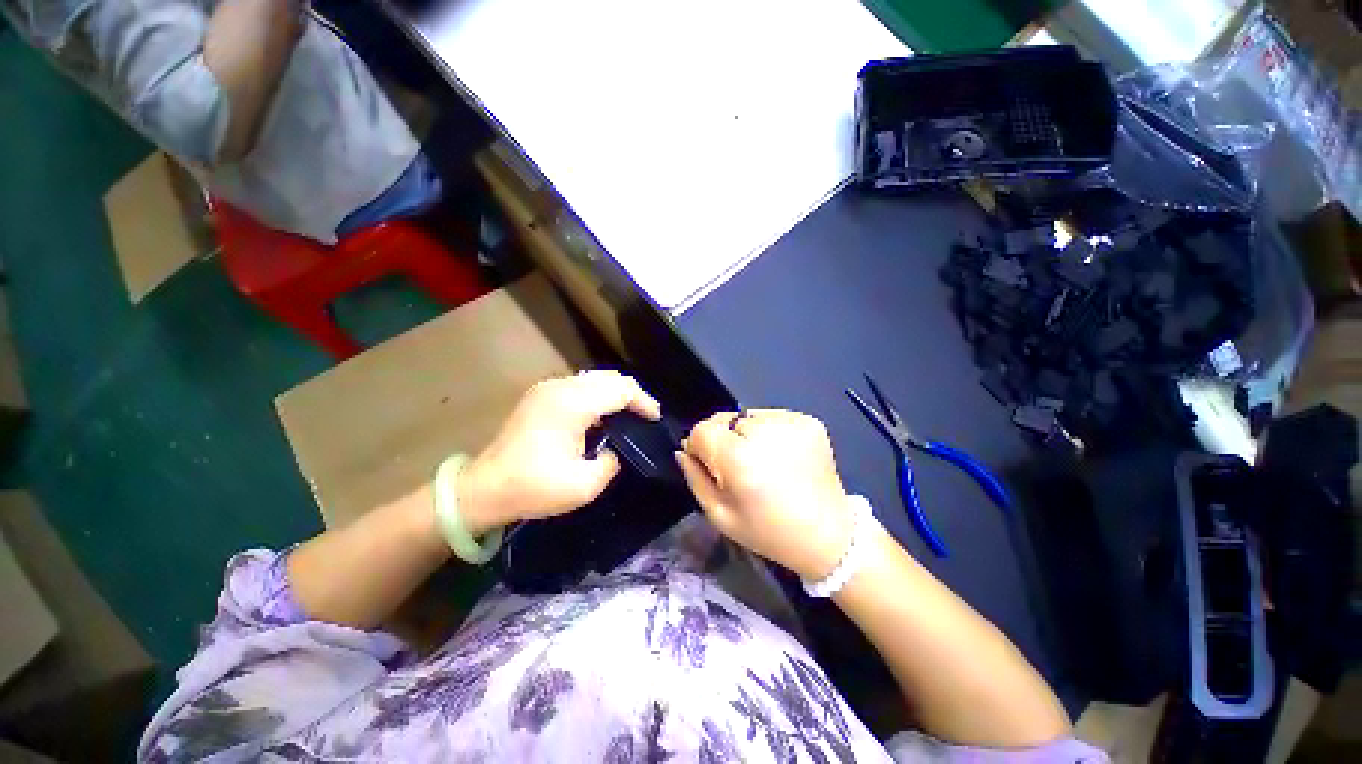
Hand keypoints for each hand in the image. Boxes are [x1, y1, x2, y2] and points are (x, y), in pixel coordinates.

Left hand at [458, 371, 661, 533]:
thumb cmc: (533, 487)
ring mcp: (547, 388)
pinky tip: (602, 414)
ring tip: (628, 414)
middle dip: (633, 394)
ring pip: (595, 378)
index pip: (621, 389)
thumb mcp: (584, 485)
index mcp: (573, 404)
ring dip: (615, 392)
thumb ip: (612, 462)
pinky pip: (580, 385)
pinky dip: (598, 394)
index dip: (644, 401)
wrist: (483, 489)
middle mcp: (561, 387)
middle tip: (645, 416)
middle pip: (610, 377)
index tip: (655, 418)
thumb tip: (614, 449)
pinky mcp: (540, 394)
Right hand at [677, 410, 855, 579]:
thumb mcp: (720, 516)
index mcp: (740, 459)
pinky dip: (768, 431)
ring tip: (761, 461)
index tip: (709, 464)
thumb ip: (695, 478)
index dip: (699, 445)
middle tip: (738, 466)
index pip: (702, 429)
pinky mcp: (808, 421)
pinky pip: (772, 416)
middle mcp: (765, 433)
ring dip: (745, 433)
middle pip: (724, 418)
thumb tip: (684, 450)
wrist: (830, 535)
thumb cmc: (769, 532)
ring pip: (747, 415)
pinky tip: (779, 455)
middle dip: (723, 439)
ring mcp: (791, 423)